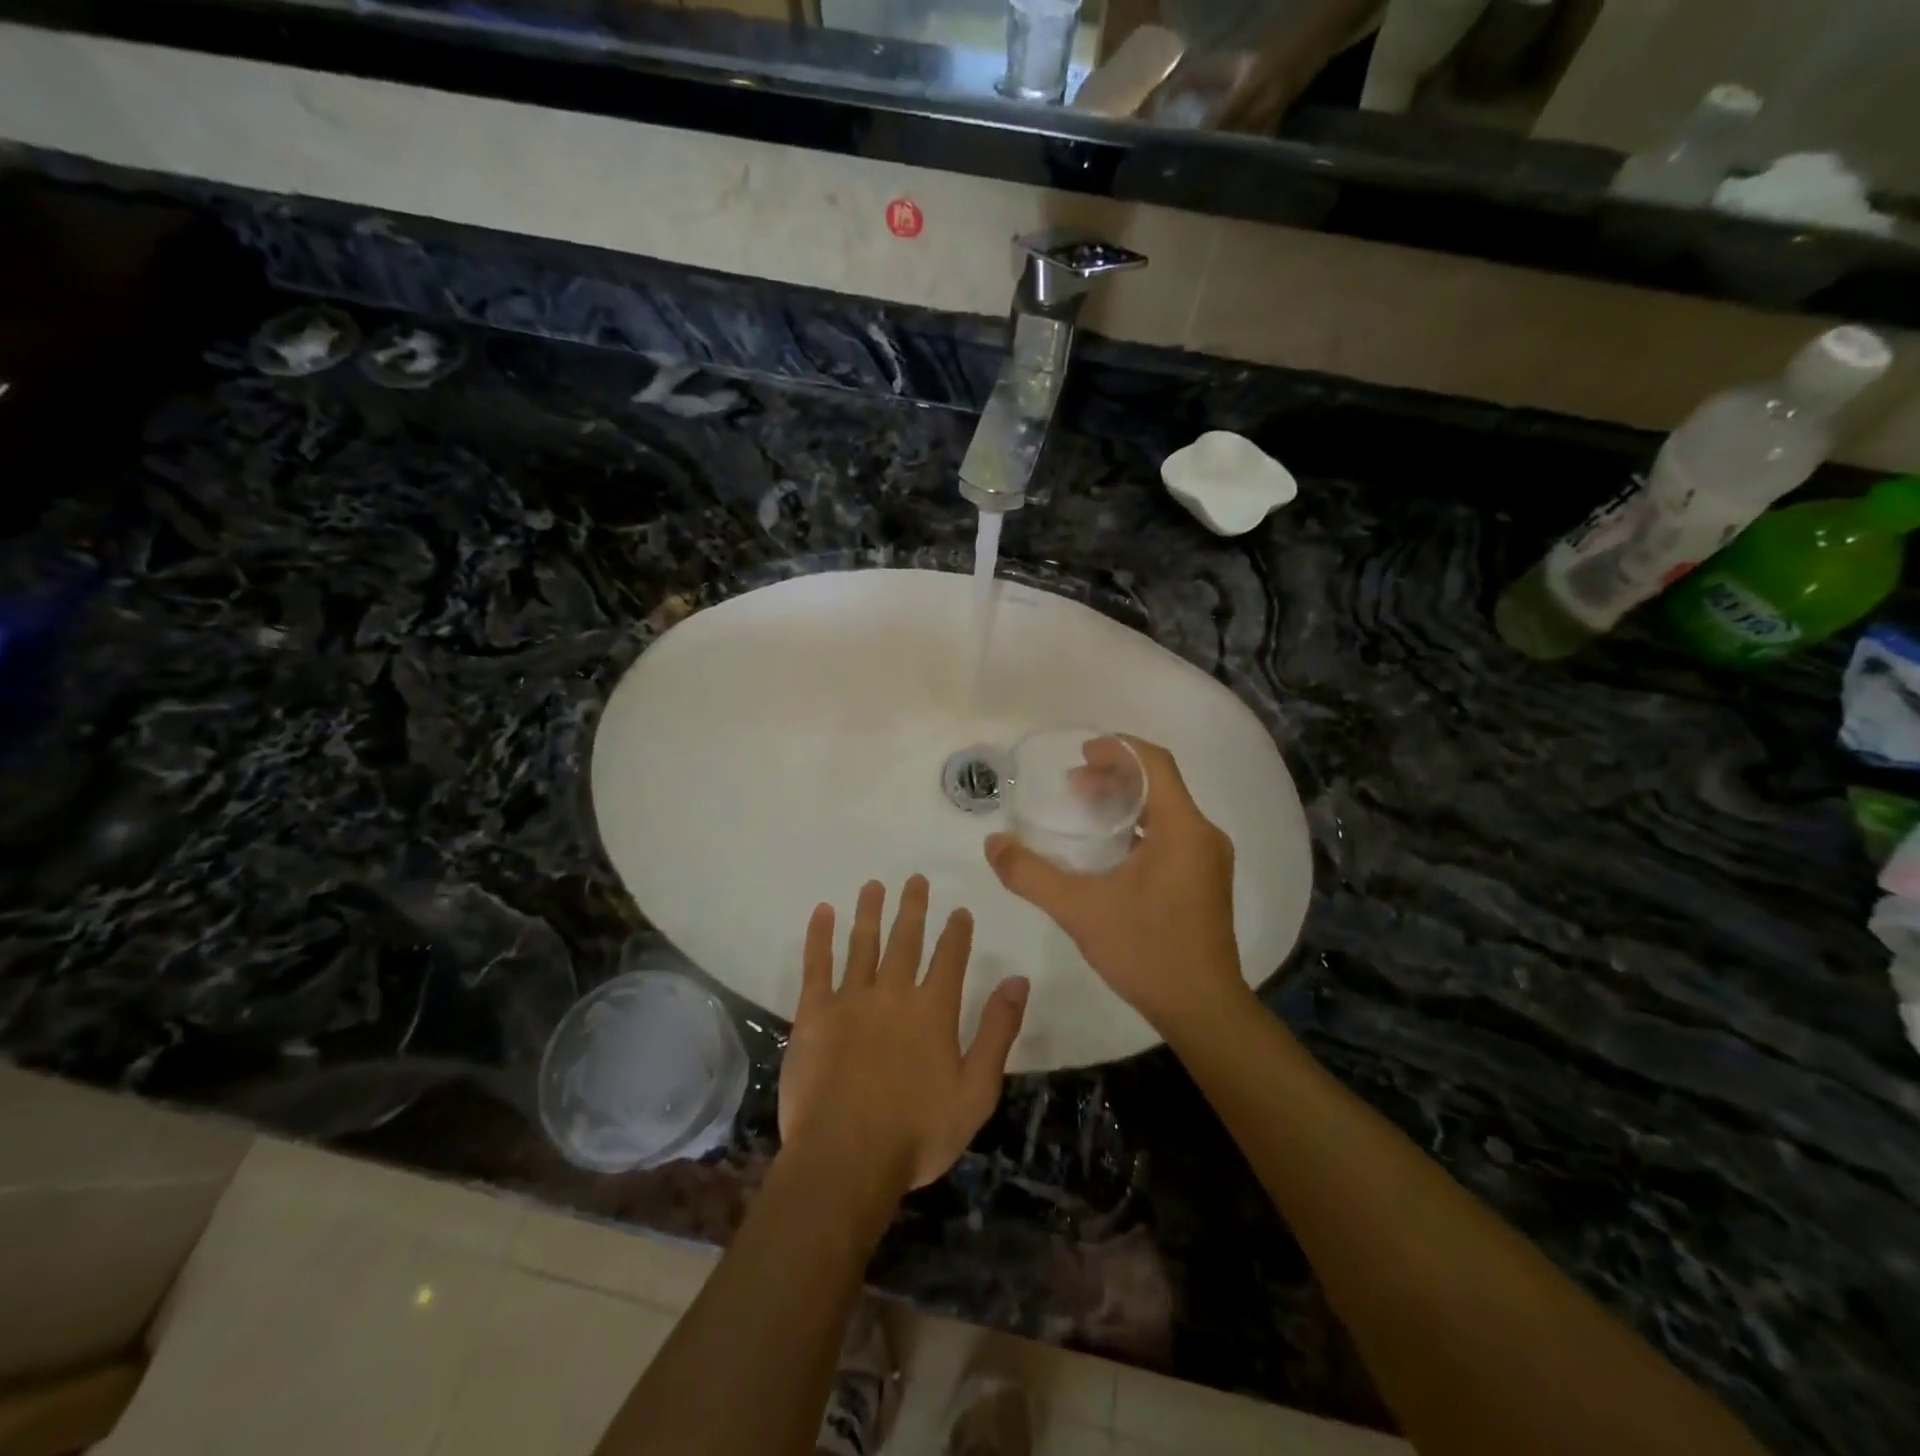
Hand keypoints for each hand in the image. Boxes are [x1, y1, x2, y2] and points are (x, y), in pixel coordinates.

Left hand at [778, 876, 1029, 1193]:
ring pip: (862, 943)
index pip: (950, 957)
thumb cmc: (917, 1133)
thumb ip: (998, 1032)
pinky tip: (822, 912)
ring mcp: (851, 999)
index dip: (956, 932)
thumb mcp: (976, 1091)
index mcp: (934, 1010)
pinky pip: (816, 965)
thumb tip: (1017, 980)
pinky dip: (819, 936)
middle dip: (912, 907)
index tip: (959, 911)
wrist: (845, 1159)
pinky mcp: (814, 1013)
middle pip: (905, 939)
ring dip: (869, 911)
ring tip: (873, 884)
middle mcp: (894, 993)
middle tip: (915, 879)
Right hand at [985, 736, 1244, 1035]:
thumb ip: (1031, 874)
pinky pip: (1171, 834)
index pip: (1155, 763)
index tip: (1081, 753)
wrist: (1203, 1010)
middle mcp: (1203, 835)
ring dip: (1125, 802)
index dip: (1118, 749)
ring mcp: (1208, 860)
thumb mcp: (1080, 909)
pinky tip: (1109, 850)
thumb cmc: (1146, 951)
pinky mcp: (1205, 880)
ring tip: (1084, 810)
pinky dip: (1138, 827)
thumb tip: (992, 843)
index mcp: (1183, 828)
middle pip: (1159, 784)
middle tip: (1073, 784)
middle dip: (1115, 775)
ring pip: (1166, 810)